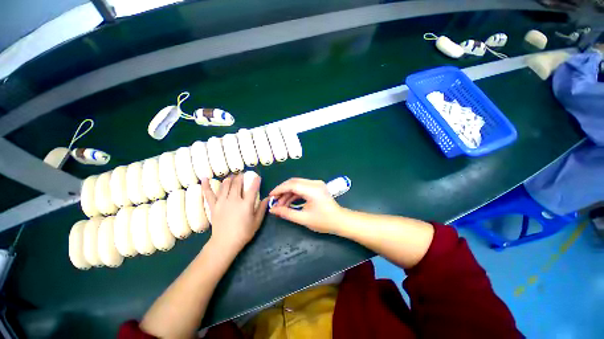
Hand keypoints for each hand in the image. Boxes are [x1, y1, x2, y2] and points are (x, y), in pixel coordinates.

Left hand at [201, 174, 268, 254]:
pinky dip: (206, 186)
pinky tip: (205, 178)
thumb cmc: (243, 233)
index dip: (255, 181)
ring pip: (225, 186)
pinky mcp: (213, 206)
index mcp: (246, 204)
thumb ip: (262, 208)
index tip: (257, 177)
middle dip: (241, 177)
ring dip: (229, 179)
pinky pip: (209, 194)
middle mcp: (234, 200)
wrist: (225, 243)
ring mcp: (222, 202)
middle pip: (237, 184)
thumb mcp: (257, 222)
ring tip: (232, 176)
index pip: (252, 189)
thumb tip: (268, 198)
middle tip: (243, 174)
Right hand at [268, 178, 344, 233]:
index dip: (279, 189)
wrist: (340, 220)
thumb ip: (287, 213)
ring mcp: (316, 184)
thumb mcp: (304, 218)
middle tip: (274, 200)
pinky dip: (294, 194)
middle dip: (282, 190)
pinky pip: (302, 187)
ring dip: (288, 193)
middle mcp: (315, 183)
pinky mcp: (316, 187)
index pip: (292, 185)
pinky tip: (288, 202)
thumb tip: (272, 210)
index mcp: (313, 190)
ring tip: (280, 204)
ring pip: (297, 184)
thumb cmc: (324, 221)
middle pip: (294, 182)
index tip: (270, 196)